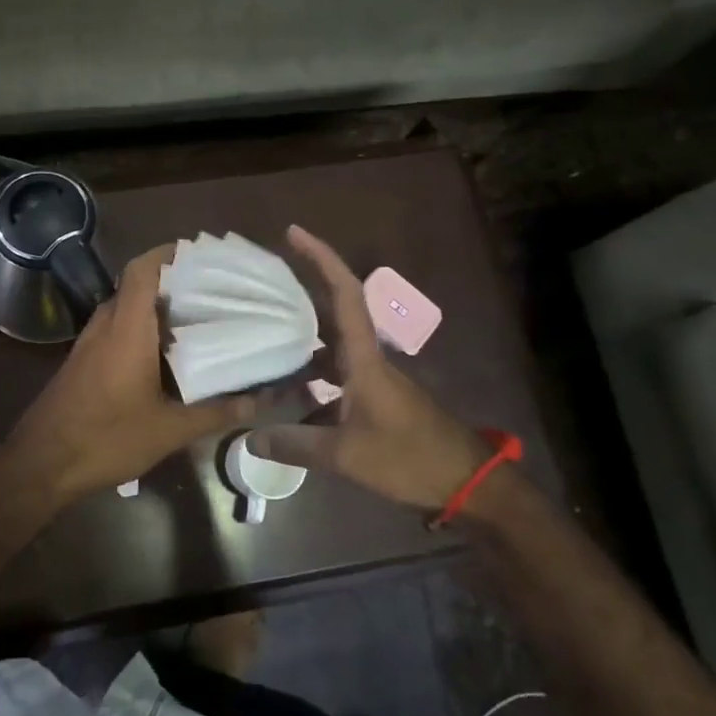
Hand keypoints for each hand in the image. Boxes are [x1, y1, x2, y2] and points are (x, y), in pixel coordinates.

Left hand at [0, 244, 256, 504]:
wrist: (41, 464)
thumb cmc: (106, 438)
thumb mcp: (169, 430)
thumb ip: (216, 412)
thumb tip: (260, 401)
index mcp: (126, 328)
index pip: (142, 269)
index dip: (169, 253)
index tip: (202, 255)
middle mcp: (105, 325)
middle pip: (137, 285)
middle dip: (173, 282)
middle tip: (214, 290)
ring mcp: (89, 343)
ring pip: (126, 308)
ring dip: (157, 307)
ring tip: (199, 317)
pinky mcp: (83, 361)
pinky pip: (116, 329)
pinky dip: (142, 329)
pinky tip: (168, 354)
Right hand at [250, 226, 486, 510]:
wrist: (466, 482)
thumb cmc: (409, 458)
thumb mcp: (346, 455)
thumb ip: (296, 445)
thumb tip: (248, 439)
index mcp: (364, 358)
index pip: (344, 293)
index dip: (321, 259)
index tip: (294, 233)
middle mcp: (367, 358)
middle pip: (332, 312)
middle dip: (300, 292)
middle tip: (262, 286)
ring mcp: (373, 378)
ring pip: (331, 346)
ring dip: (301, 341)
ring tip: (262, 342)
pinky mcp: (376, 398)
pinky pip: (336, 374)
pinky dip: (311, 377)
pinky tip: (288, 398)